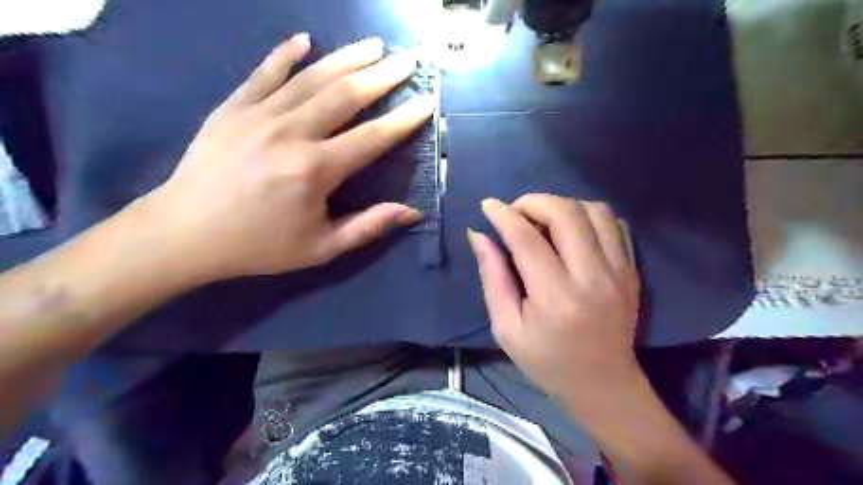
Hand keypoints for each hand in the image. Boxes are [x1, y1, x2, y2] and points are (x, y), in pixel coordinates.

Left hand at [140, 34, 431, 281]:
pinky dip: (285, 54)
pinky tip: (305, 40)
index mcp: (315, 171)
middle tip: (407, 60)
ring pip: (311, 77)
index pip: (371, 139)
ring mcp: (258, 115)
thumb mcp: (320, 248)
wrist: (185, 233)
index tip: (427, 102)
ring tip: (373, 44)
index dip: (403, 120)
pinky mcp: (232, 108)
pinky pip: (263, 73)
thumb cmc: (259, 245)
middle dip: (382, 75)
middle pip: (345, 95)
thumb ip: (367, 227)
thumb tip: (411, 213)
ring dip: (346, 58)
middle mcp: (291, 134)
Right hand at [469, 195, 635, 417]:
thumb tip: (478, 235)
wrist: (603, 384)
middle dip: (533, 202)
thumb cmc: (547, 361)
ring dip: (562, 205)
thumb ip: (492, 278)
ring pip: (594, 211)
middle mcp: (592, 277)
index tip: (488, 205)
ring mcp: (619, 271)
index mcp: (556, 297)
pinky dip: (588, 216)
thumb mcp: (507, 328)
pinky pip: (614, 223)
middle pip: (565, 213)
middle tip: (516, 213)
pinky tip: (571, 230)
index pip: (526, 239)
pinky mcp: (631, 270)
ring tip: (543, 220)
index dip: (503, 215)